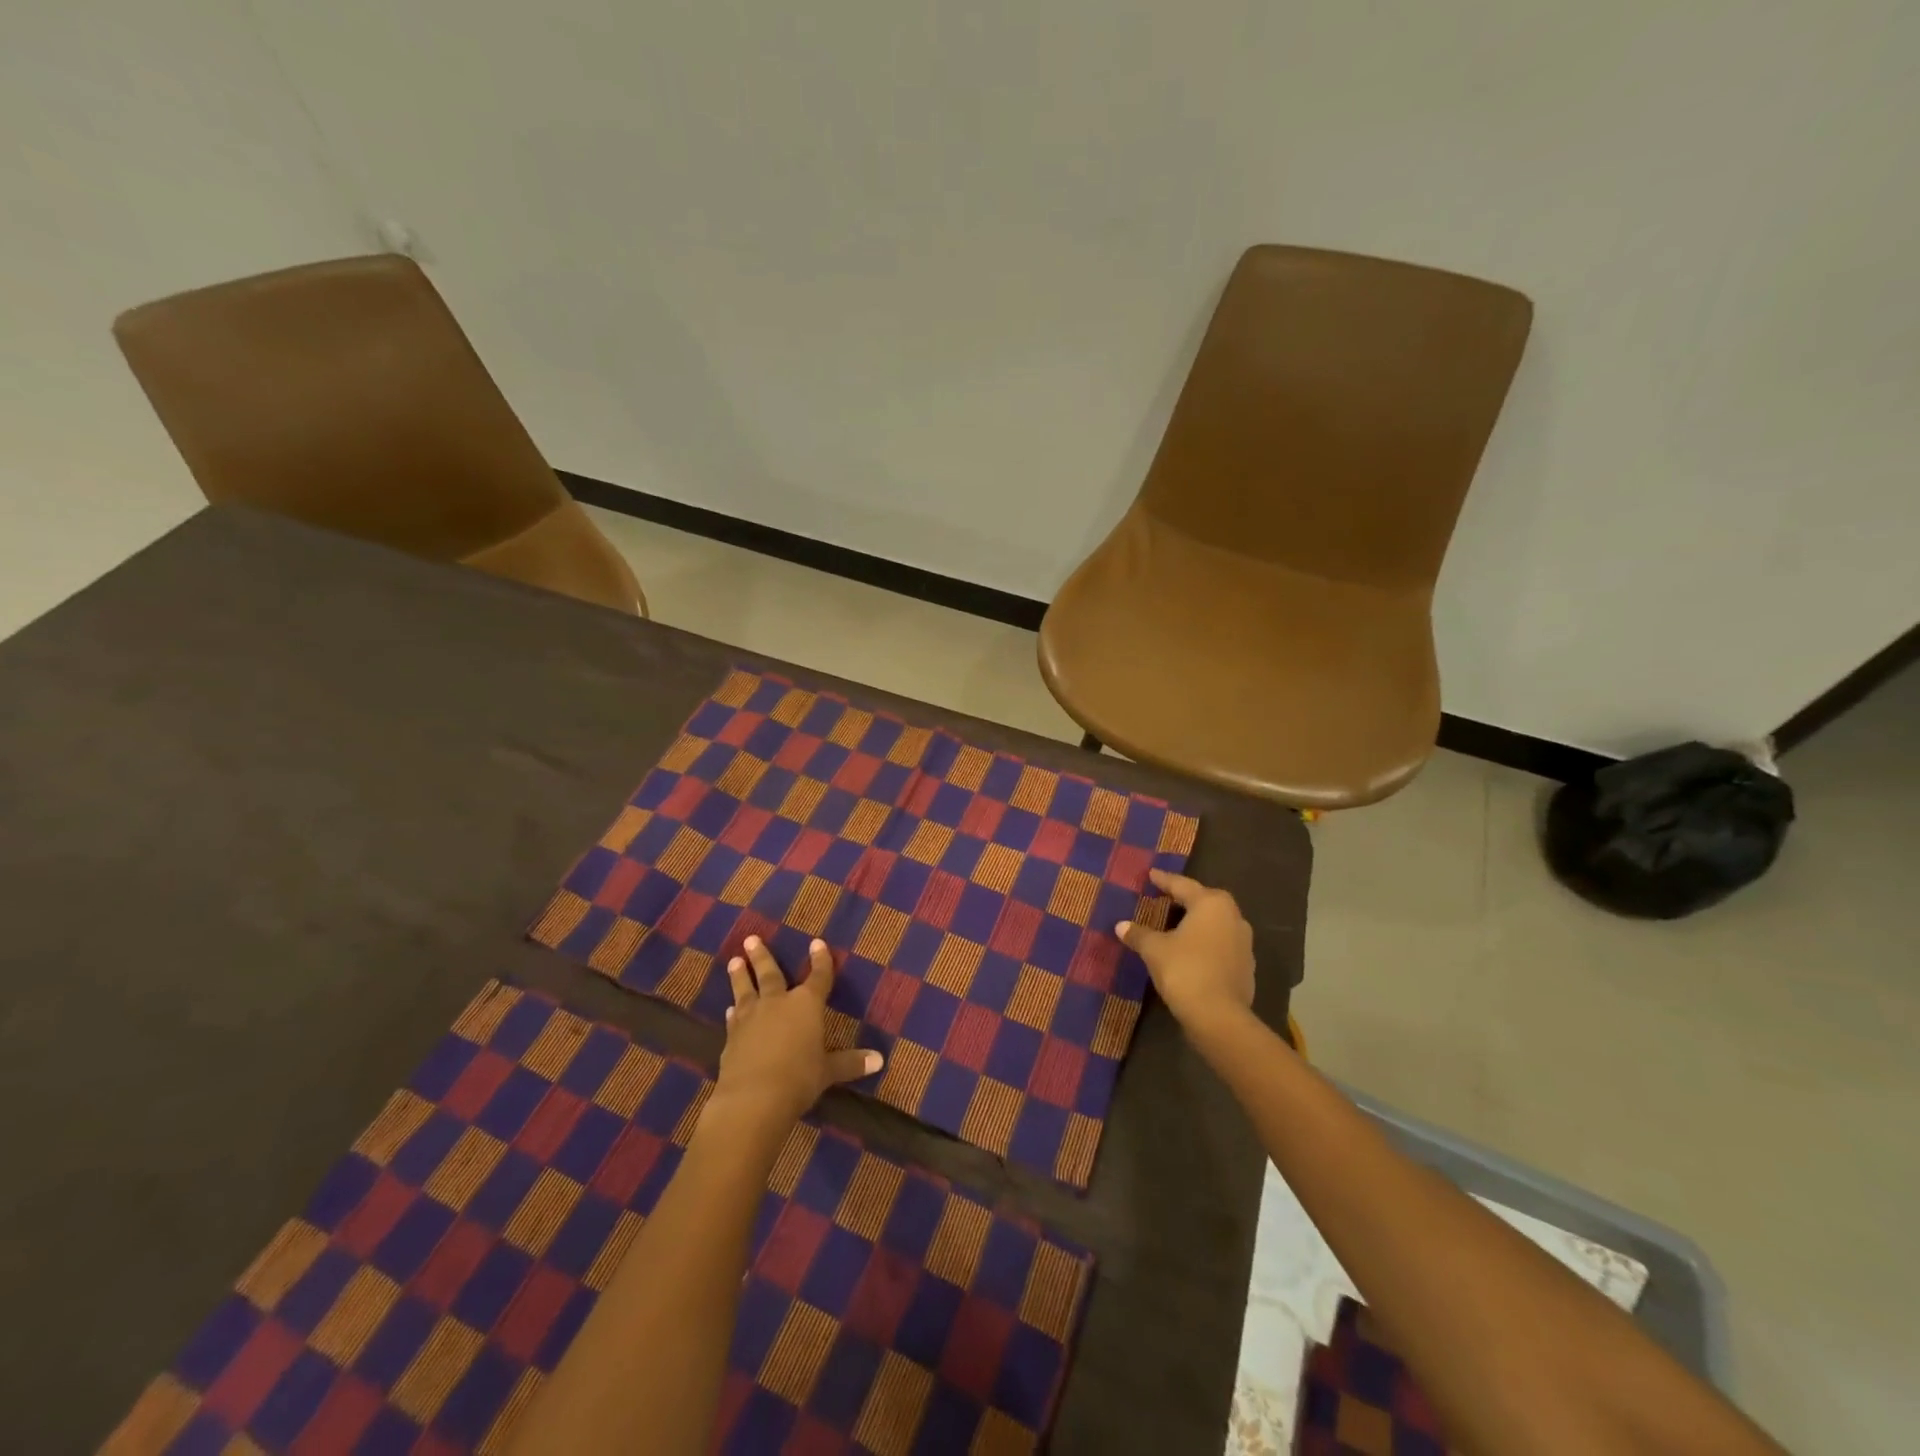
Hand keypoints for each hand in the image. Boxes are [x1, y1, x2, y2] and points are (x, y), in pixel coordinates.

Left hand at [713, 936, 882, 1130]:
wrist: (753, 1098)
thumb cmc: (799, 1078)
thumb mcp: (829, 1071)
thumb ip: (850, 1063)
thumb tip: (880, 1060)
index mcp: (806, 1005)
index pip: (818, 977)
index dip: (820, 960)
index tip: (817, 942)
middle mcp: (778, 1003)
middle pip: (770, 974)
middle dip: (762, 956)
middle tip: (751, 939)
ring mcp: (751, 1018)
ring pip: (745, 990)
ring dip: (740, 976)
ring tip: (734, 961)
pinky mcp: (732, 1038)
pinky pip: (734, 1019)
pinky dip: (732, 1012)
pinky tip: (729, 1010)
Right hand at [1116, 869, 1255, 1029]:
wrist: (1219, 1017)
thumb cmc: (1185, 970)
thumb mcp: (1154, 949)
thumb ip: (1139, 934)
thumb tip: (1121, 925)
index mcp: (1211, 904)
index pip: (1182, 885)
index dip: (1164, 880)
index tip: (1152, 874)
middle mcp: (1233, 917)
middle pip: (1205, 901)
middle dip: (1186, 899)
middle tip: (1166, 896)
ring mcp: (1244, 943)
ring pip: (1216, 924)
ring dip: (1198, 923)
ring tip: (1178, 925)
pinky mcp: (1246, 967)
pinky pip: (1221, 945)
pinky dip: (1206, 944)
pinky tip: (1191, 952)